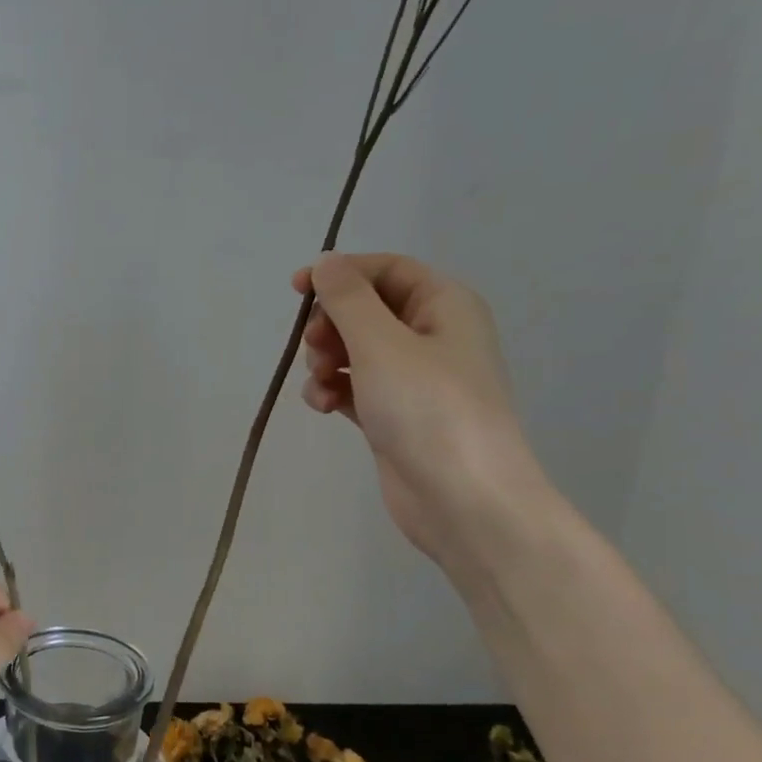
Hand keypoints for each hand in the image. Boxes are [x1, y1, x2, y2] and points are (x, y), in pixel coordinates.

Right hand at [295, 252, 546, 565]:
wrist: (463, 500)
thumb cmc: (427, 408)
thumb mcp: (381, 343)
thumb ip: (348, 298)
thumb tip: (327, 262)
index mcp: (444, 306)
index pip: (386, 270)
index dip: (341, 273)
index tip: (297, 289)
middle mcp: (433, 336)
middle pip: (367, 310)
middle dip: (331, 325)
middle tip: (314, 348)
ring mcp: (414, 379)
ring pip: (355, 351)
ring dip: (327, 361)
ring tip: (321, 384)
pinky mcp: (396, 415)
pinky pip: (356, 387)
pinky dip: (335, 391)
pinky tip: (324, 408)